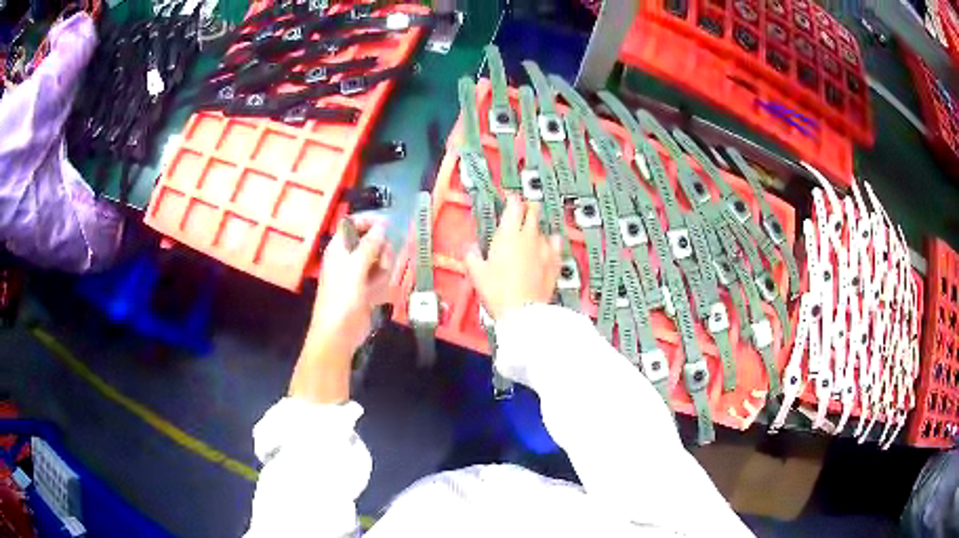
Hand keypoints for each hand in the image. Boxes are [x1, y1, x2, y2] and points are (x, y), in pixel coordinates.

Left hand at [289, 216, 391, 402]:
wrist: (338, 334)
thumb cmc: (342, 299)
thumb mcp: (355, 268)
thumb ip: (369, 245)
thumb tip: (382, 225)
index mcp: (339, 248)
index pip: (353, 223)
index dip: (370, 220)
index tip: (388, 225)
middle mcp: (348, 257)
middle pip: (371, 240)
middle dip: (381, 248)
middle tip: (384, 261)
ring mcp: (358, 274)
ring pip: (379, 259)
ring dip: (384, 267)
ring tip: (380, 282)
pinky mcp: (366, 289)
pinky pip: (380, 277)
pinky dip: (383, 283)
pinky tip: (379, 294)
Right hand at [465, 195, 561, 319]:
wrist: (523, 312)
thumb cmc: (499, 291)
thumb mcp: (477, 273)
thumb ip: (472, 256)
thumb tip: (470, 249)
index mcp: (508, 234)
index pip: (514, 205)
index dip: (512, 199)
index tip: (509, 199)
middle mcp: (529, 236)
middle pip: (533, 211)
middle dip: (527, 207)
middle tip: (521, 211)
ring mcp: (544, 249)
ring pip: (544, 228)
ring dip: (537, 228)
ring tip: (532, 233)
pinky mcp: (555, 263)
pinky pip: (556, 246)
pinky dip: (551, 243)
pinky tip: (548, 247)